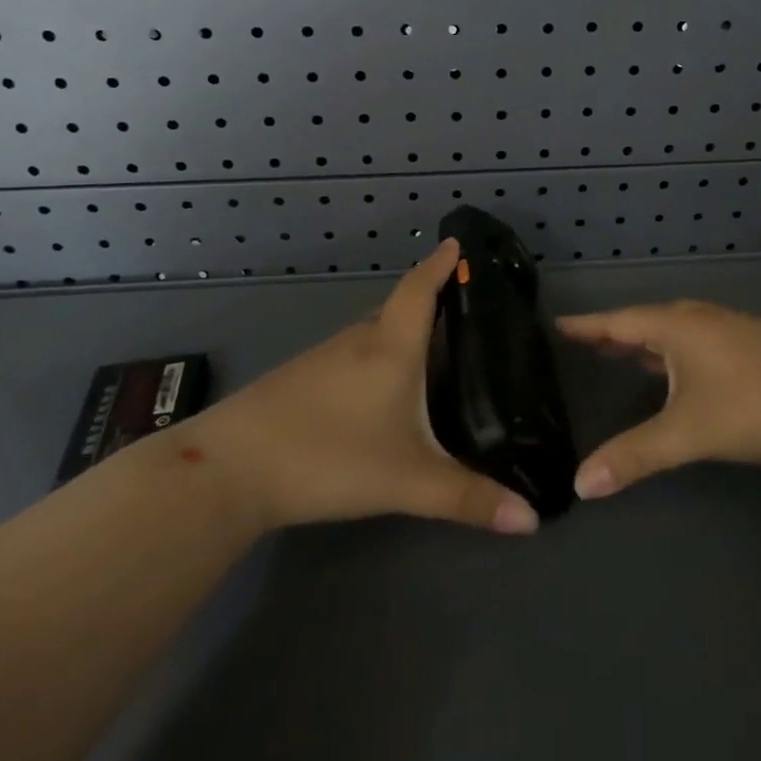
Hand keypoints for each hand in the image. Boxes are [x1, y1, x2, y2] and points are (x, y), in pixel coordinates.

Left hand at [202, 240, 538, 534]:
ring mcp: (323, 358)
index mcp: (390, 347)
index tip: (457, 241)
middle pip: (399, 311)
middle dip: (431, 307)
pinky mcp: (299, 381)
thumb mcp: (407, 481)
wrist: (228, 470)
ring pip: (373, 337)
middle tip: (467, 318)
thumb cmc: (328, 456)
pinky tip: (381, 393)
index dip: (440, 264)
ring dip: (402, 338)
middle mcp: (358, 341)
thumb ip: (469, 499)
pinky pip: (352, 358)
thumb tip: (532, 519)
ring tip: (434, 356)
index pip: (420, 290)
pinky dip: (376, 361)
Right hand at [557, 300, 760, 498]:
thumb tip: (580, 484)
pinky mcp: (752, 345)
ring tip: (622, 352)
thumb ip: (633, 457)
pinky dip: (672, 350)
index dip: (587, 326)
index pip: (618, 322)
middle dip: (614, 333)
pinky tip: (678, 370)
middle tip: (584, 341)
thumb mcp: (687, 434)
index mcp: (677, 327)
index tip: (558, 323)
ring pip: (674, 331)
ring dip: (645, 341)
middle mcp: (700, 319)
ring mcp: (730, 329)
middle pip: (645, 321)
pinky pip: (696, 340)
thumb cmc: (753, 407)